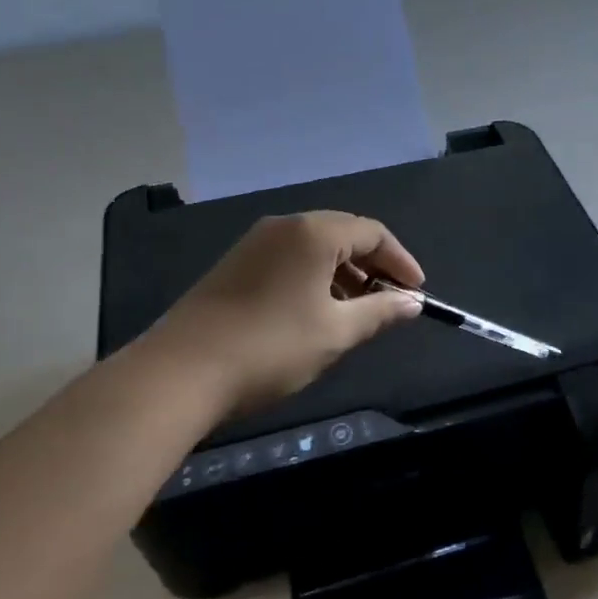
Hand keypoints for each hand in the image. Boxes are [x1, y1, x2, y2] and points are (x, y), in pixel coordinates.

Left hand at [151, 212, 423, 415]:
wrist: (180, 372)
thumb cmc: (271, 347)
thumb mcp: (335, 333)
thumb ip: (380, 312)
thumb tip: (412, 303)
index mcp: (313, 233)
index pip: (373, 232)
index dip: (401, 261)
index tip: (416, 292)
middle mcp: (284, 226)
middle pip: (343, 234)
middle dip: (373, 265)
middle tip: (389, 300)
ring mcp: (255, 243)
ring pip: (314, 247)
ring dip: (344, 273)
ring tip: (356, 310)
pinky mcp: (235, 264)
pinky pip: (289, 259)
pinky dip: (314, 277)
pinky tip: (316, 311)